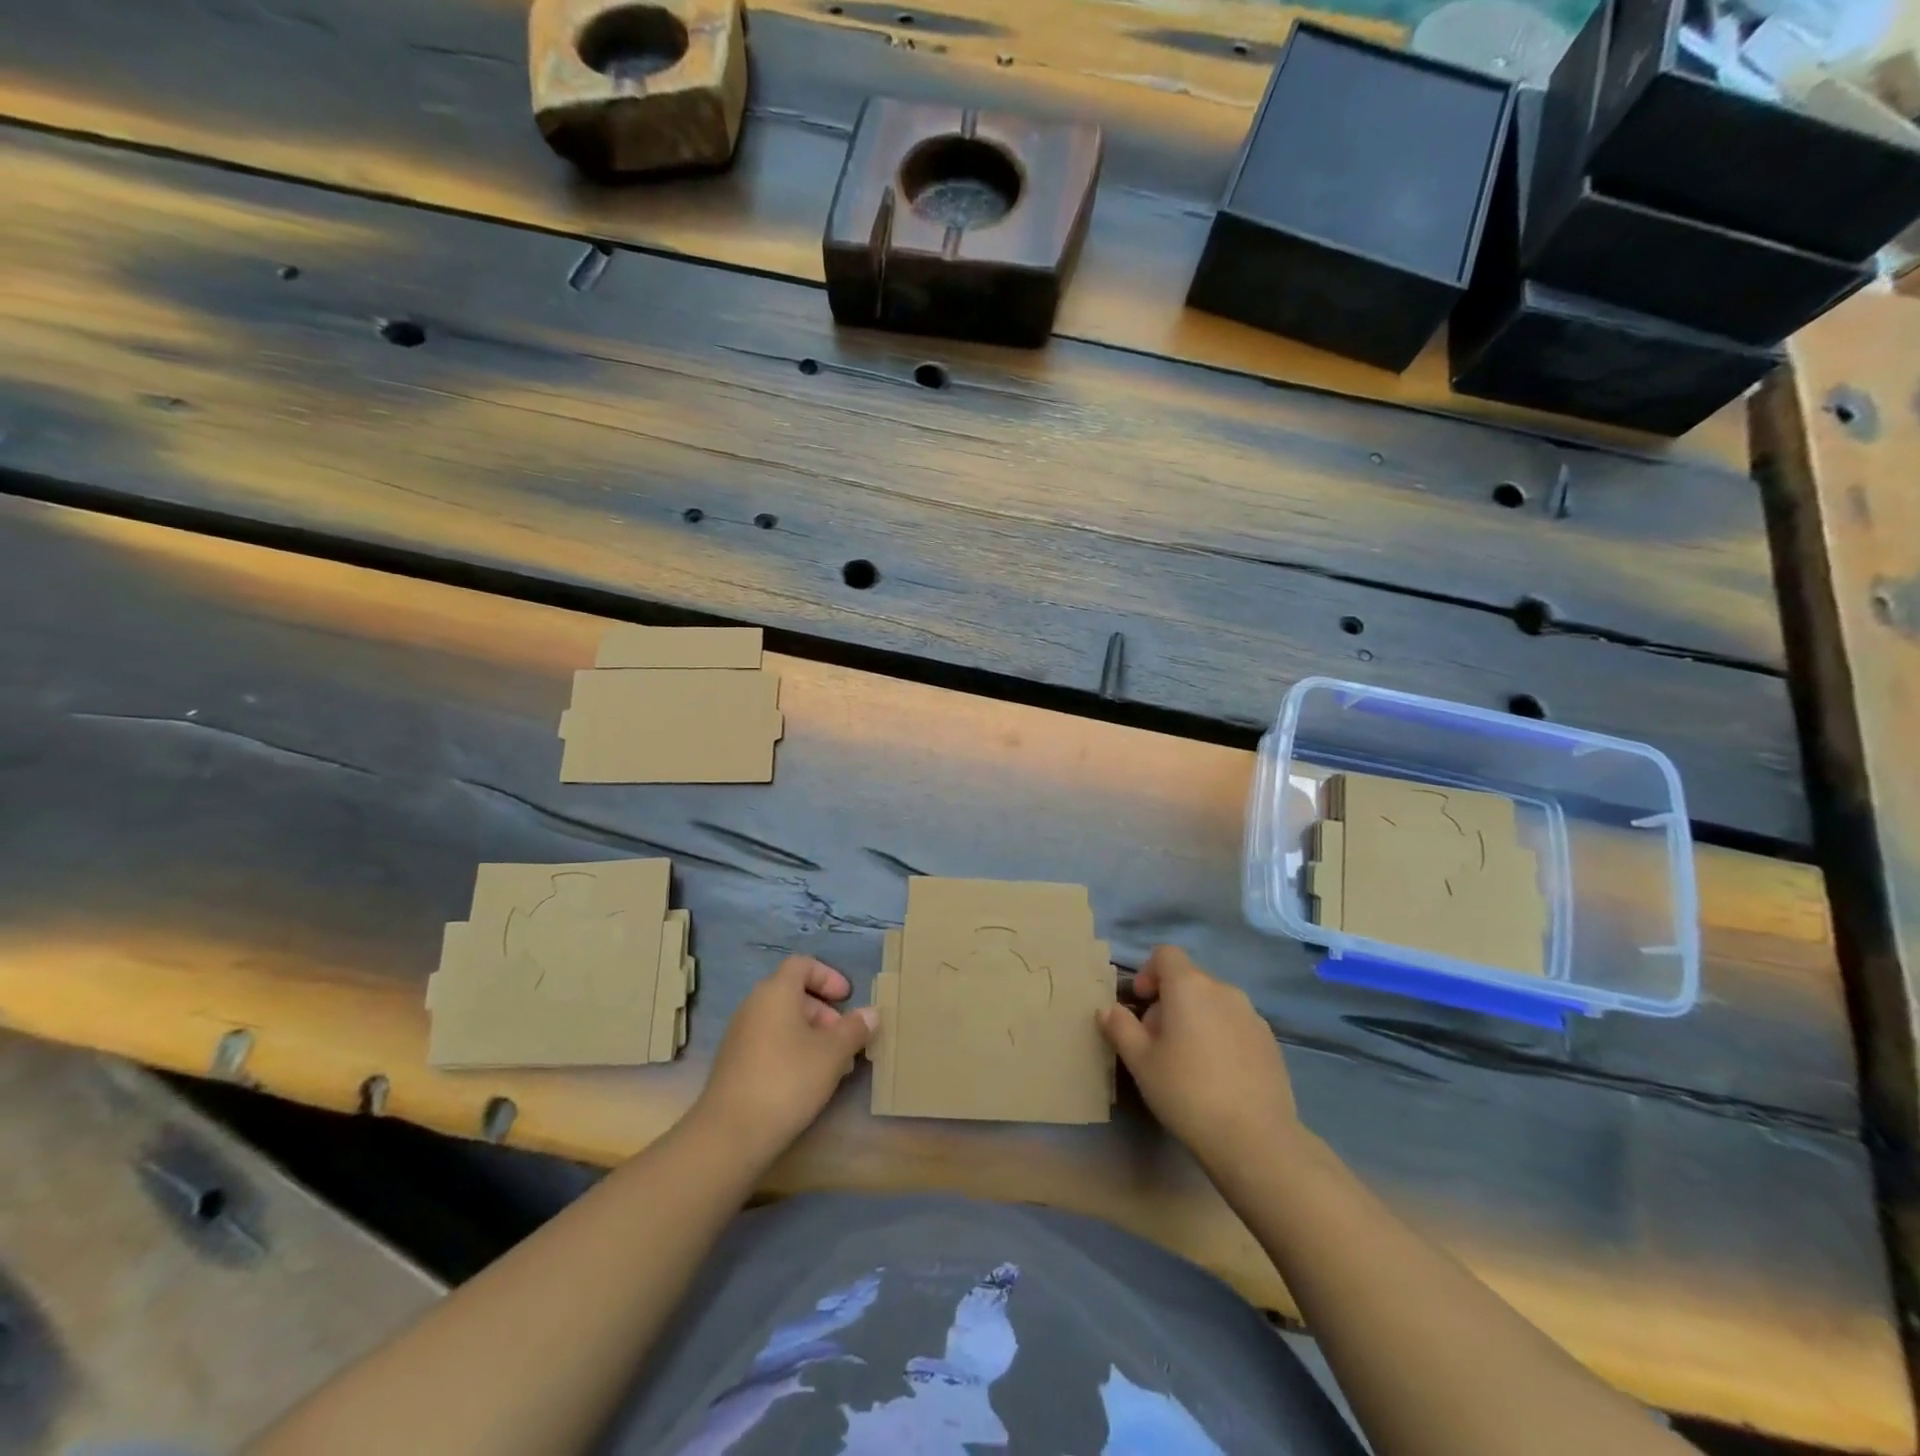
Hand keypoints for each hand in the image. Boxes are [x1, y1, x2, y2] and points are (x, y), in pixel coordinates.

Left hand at [692, 956, 875, 1166]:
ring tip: (833, 1065)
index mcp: (775, 992)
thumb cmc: (787, 1080)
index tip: (847, 998)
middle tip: (845, 1038)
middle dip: (824, 1011)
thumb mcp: (832, 1054)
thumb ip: (854, 1029)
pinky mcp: (734, 1063)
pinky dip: (792, 1051)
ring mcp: (740, 1035)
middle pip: (793, 993)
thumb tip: (871, 1013)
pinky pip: (769, 1042)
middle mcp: (754, 1006)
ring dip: (811, 1035)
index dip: (828, 976)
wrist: (729, 1134)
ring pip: (782, 1021)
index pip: (802, 964)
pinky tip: (808, 1082)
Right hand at [1098, 946, 1300, 1170]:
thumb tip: (1108, 1008)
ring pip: (1214, 1003)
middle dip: (1169, 1001)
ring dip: (1196, 1018)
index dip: (1148, 972)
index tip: (1141, 1003)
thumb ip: (1120, 1027)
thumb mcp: (1140, 1061)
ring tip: (1188, 1061)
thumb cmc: (1186, 1091)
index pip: (1166, 954)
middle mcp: (1223, 990)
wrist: (1255, 1139)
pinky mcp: (1270, 1042)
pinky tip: (1218, 1076)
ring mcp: (1252, 1015)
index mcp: (1189, 986)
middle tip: (1157, 1042)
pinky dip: (1221, 1036)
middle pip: (1189, 980)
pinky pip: (1236, 1025)